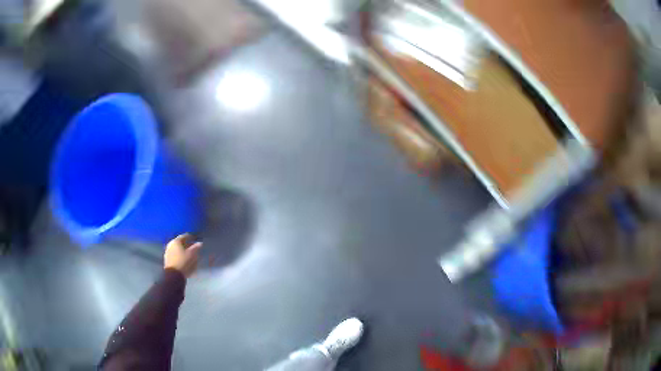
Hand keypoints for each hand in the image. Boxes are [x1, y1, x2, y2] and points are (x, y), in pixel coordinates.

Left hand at [164, 234, 201, 277]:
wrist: (174, 275)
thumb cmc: (183, 262)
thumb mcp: (192, 254)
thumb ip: (196, 248)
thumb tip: (199, 243)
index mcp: (175, 241)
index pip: (184, 236)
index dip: (190, 237)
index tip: (194, 238)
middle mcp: (170, 245)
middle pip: (179, 243)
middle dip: (186, 244)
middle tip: (192, 246)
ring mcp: (167, 252)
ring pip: (177, 249)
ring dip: (183, 250)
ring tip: (189, 254)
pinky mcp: (167, 260)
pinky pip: (175, 255)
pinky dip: (180, 255)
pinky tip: (184, 259)